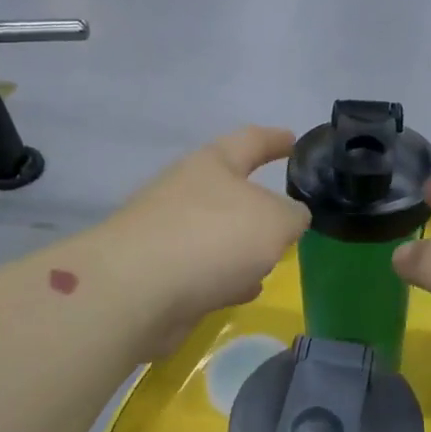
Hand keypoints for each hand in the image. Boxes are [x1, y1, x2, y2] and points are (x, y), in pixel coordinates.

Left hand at [101, 127, 310, 352]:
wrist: (136, 291)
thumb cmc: (213, 238)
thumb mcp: (275, 221)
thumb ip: (292, 215)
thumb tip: (290, 218)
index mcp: (213, 164)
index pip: (251, 140)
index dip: (275, 139)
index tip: (294, 139)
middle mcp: (186, 191)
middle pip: (230, 190)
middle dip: (259, 203)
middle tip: (288, 216)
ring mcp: (168, 232)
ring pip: (218, 233)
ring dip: (243, 245)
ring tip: (272, 258)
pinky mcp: (158, 273)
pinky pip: (204, 268)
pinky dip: (226, 275)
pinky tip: (243, 290)